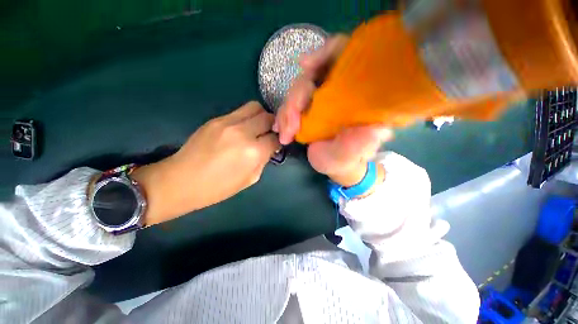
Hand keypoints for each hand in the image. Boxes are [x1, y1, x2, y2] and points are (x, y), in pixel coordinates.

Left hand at [133, 101, 279, 224]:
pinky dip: (246, 118)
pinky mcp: (215, 119)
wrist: (181, 181)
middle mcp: (243, 133)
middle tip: (269, 133)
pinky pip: (239, 111)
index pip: (276, 138)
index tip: (276, 144)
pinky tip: (242, 129)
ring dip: (261, 116)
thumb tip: (270, 147)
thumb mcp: (250, 179)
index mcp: (253, 152)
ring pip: (254, 107)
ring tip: (257, 127)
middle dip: (273, 125)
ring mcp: (227, 122)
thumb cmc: (218, 187)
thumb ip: (264, 160)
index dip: (279, 141)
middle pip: (268, 117)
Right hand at [274, 35, 392, 188]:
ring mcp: (321, 98)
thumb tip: (375, 129)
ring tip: (285, 135)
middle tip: (290, 128)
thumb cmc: (347, 159)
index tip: (306, 66)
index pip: (347, 57)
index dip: (327, 53)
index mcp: (358, 94)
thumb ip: (360, 144)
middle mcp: (340, 89)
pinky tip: (280, 128)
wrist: (336, 164)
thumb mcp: (352, 155)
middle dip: (296, 99)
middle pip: (313, 74)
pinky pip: (291, 104)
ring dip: (286, 112)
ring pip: (298, 90)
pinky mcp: (308, 108)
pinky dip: (283, 115)